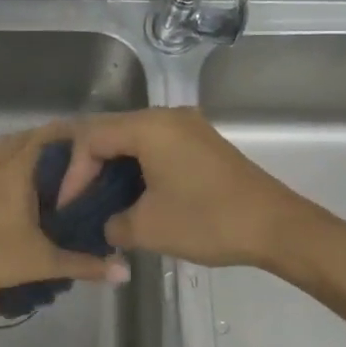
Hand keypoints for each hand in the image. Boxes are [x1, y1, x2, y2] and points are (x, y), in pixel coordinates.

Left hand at [0, 124, 129, 304]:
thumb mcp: (42, 261)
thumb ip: (85, 264)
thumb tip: (125, 272)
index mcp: (18, 164)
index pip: (53, 132)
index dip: (78, 135)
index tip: (100, 149)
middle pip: (32, 137)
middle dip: (57, 147)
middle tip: (83, 167)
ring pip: (8, 147)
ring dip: (30, 154)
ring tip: (53, 176)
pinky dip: (8, 164)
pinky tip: (16, 188)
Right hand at [57, 107, 310, 268]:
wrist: (277, 227)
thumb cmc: (207, 221)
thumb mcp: (147, 228)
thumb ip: (112, 223)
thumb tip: (107, 224)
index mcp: (149, 127)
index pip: (92, 139)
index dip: (73, 173)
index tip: (68, 207)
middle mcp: (167, 117)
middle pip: (110, 131)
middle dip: (88, 166)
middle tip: (76, 198)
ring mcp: (188, 127)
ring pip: (133, 138)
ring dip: (113, 167)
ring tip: (98, 198)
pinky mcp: (202, 143)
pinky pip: (156, 146)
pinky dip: (137, 166)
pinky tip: (131, 193)